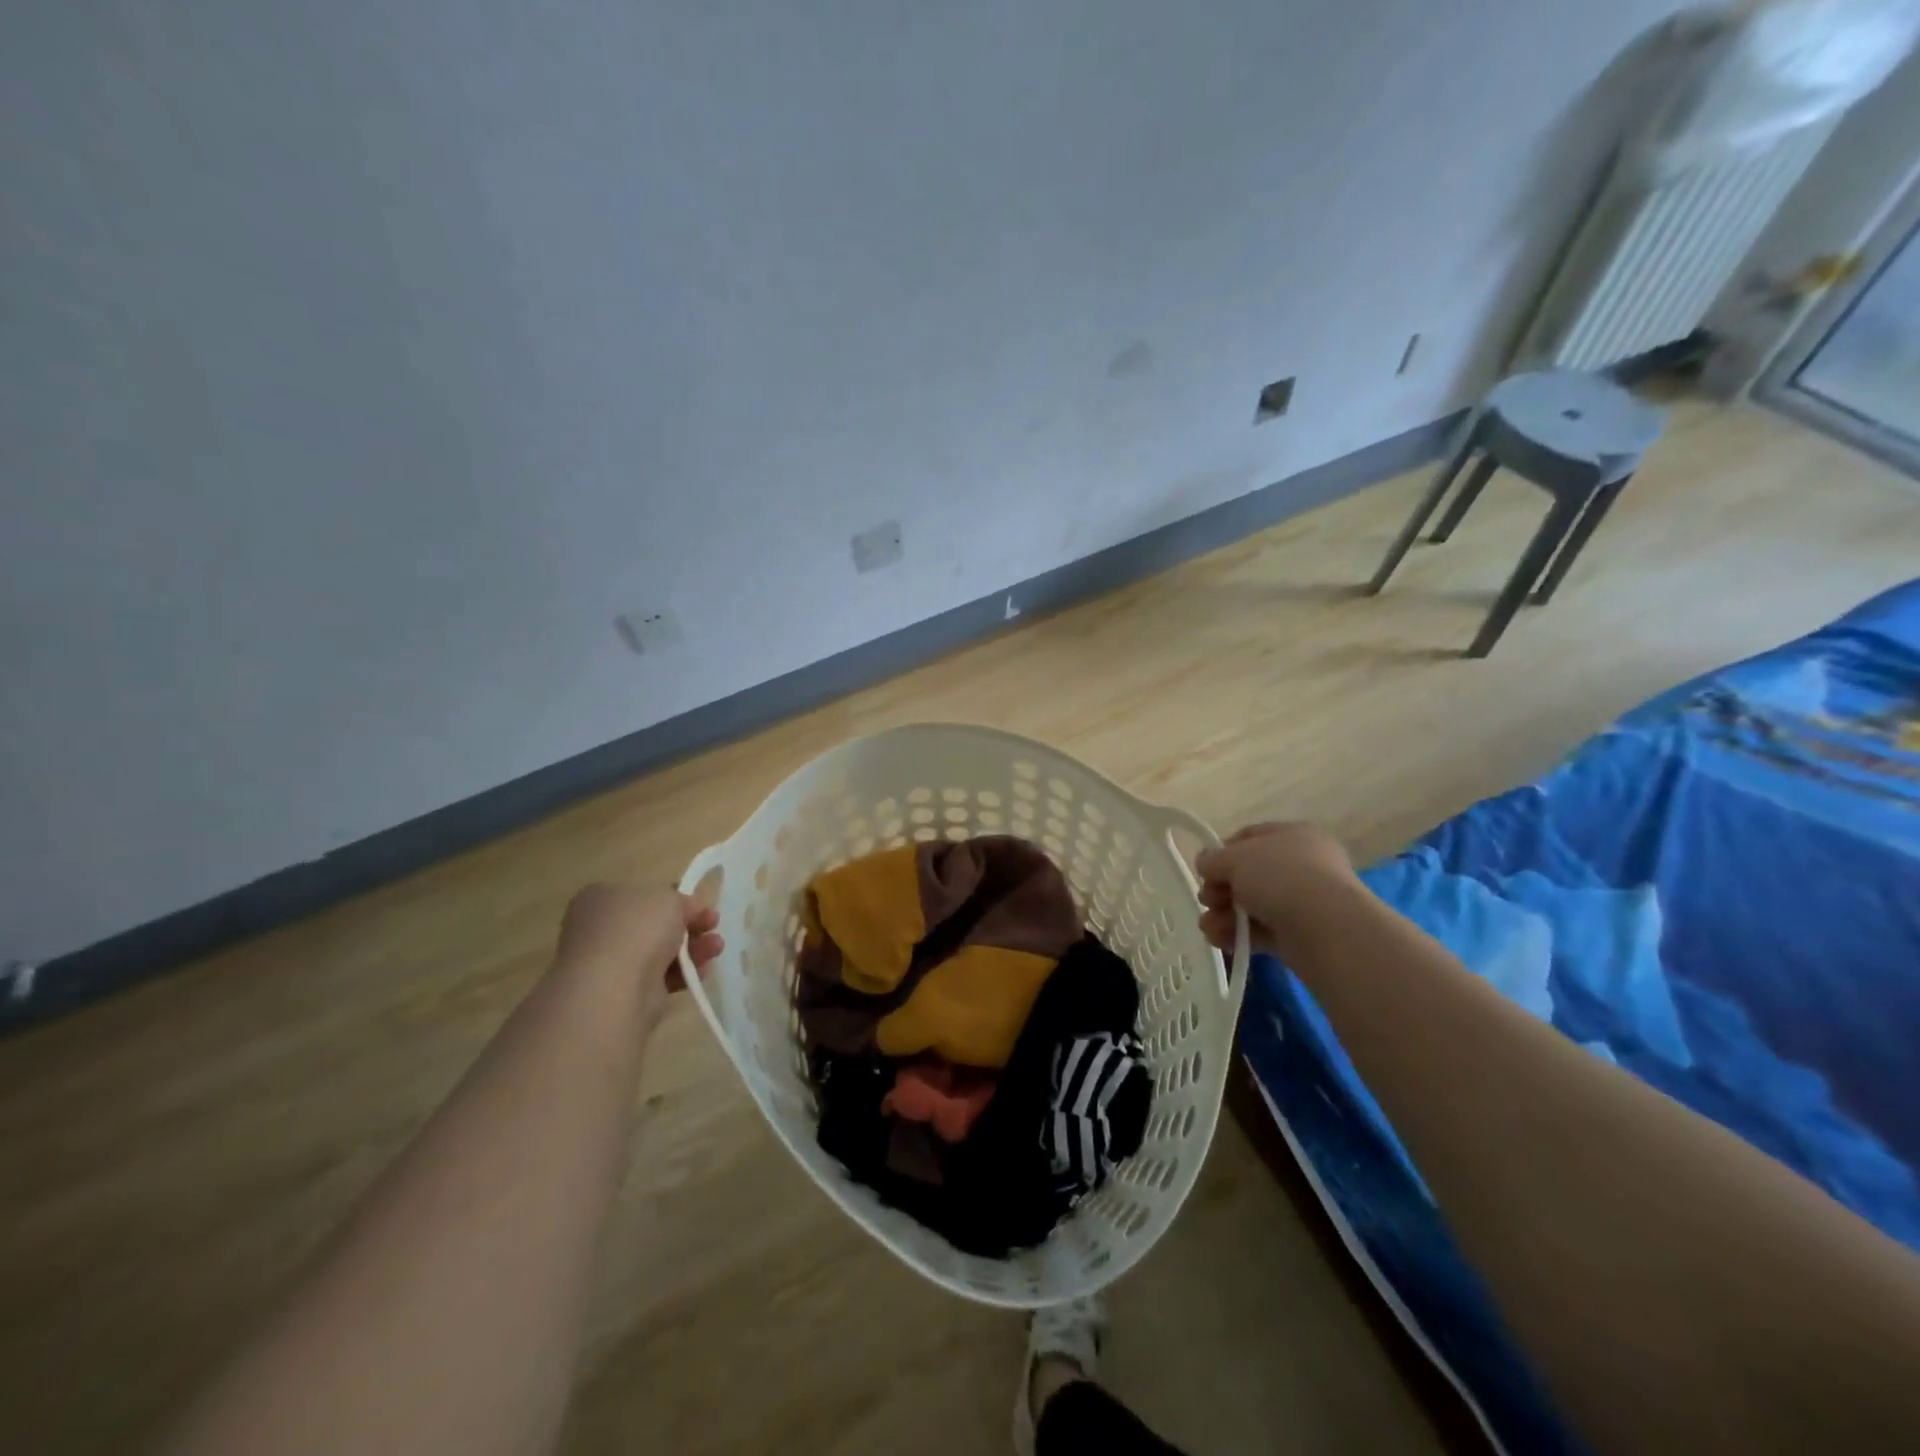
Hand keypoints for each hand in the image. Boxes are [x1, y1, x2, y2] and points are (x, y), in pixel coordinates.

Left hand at [554, 885, 722, 1027]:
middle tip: (713, 925)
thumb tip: (690, 910)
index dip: (677, 899)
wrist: (613, 988)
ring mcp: (612, 962)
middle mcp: (602, 929)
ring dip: (694, 947)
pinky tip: (704, 969)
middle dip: (690, 925)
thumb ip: (683, 901)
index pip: (645, 895)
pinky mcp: (626, 992)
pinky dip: (685, 972)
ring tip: (717, 947)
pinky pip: (661, 976)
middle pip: (656, 924)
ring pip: (662, 951)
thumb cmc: (637, 929)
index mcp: (602, 898)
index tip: (702, 906)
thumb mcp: (670, 898)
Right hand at [1196, 822, 1362, 958]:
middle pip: (1248, 874)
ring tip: (1209, 928)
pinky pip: (1262, 930)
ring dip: (1224, 915)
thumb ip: (1213, 859)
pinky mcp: (1300, 934)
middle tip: (1207, 900)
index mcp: (1293, 835)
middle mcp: (1301, 865)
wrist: (1325, 928)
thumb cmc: (1280, 877)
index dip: (1222, 852)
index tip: (1205, 869)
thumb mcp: (1235, 857)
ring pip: (1252, 905)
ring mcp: (1303, 901)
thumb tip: (1205, 864)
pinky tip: (1219, 940)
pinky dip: (1239, 935)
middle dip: (1220, 889)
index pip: (1250, 837)